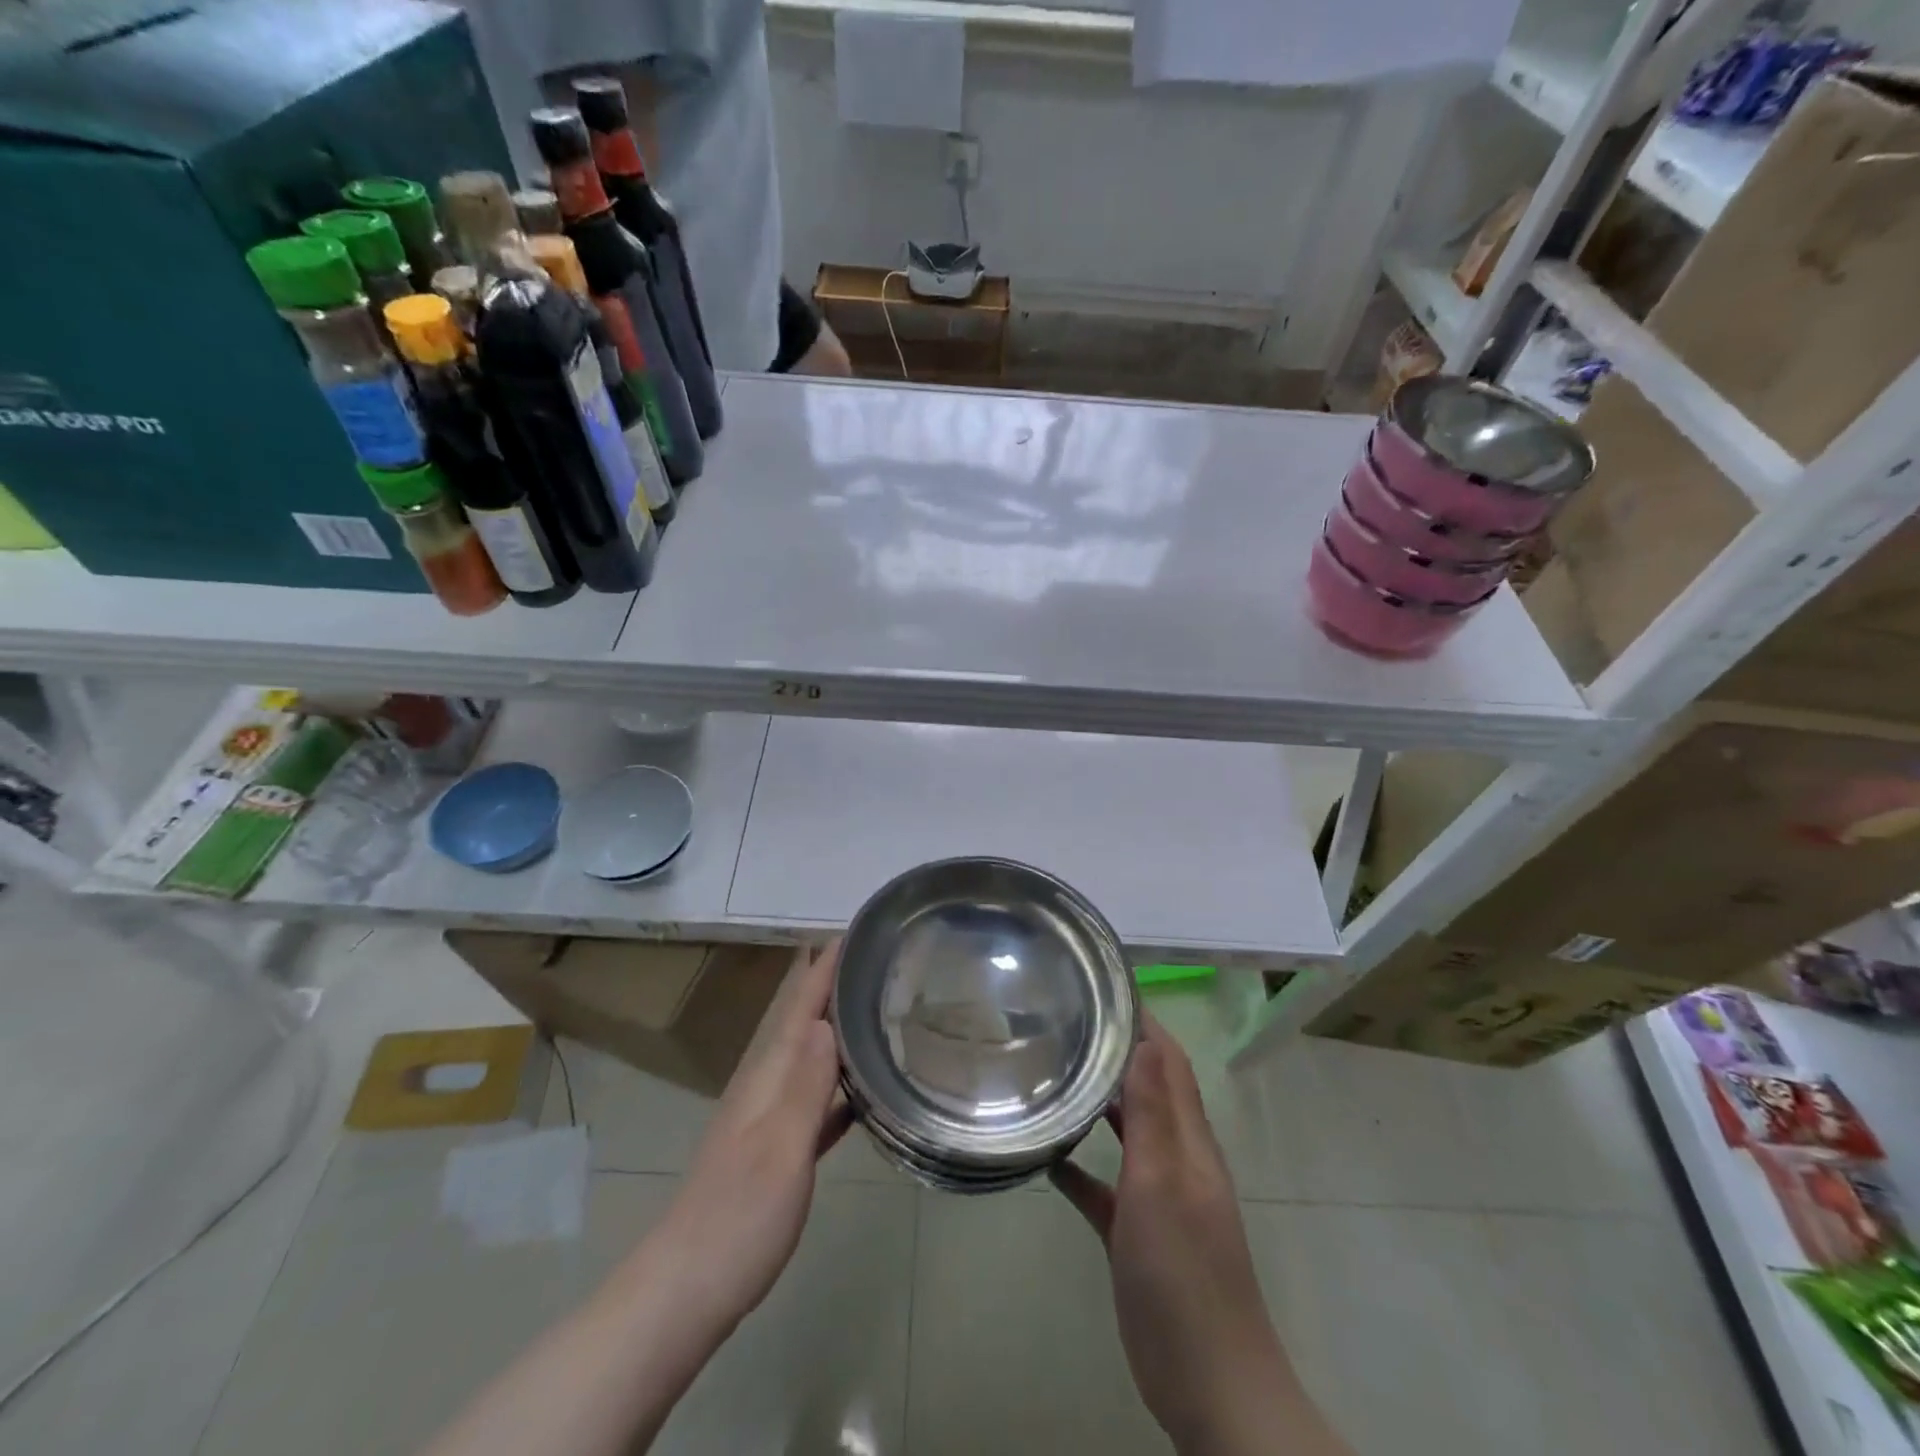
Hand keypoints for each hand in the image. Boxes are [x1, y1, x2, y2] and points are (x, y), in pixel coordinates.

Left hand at [420, 949, 851, 1455]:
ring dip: (838, 1030)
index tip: (854, 931)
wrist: (686, 1290)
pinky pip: (815, 1100)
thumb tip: (827, 1020)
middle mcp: (767, 1086)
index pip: (800, 1006)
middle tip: (878, 960)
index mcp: (767, 1076)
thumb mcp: (780, 1148)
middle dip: (833, 987)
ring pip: (811, 1058)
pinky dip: (838, 1083)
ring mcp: (769, 1120)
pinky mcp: (776, 1153)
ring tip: (875, 1009)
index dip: (825, 968)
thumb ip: (805, 1085)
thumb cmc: (737, 1216)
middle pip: (804, 1023)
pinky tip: (863, 1089)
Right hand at [1053, 1018, 1349, 1455]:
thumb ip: (1153, 1113)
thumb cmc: (1184, 1275)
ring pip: (1126, 1130)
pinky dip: (1080, 1164)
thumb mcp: (1163, 1184)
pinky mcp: (1135, 1232)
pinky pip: (1104, 1184)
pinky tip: (1047, 1156)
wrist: (1209, 1384)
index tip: (1101, 984)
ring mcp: (1157, 1196)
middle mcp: (1175, 1157)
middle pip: (1147, 1086)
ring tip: (1051, 1069)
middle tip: (1064, 1018)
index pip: (1168, 1060)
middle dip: (1113, 1049)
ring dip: (1098, 1100)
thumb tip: (1144, 1039)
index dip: (1142, 1019)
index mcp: (1188, 1139)